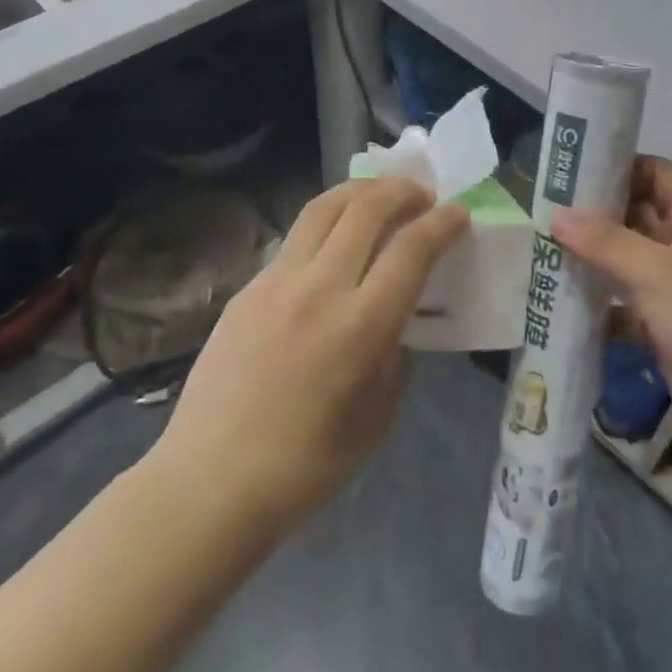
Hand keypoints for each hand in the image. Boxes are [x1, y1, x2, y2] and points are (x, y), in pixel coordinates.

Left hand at [156, 178, 468, 530]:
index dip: (442, 223)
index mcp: (361, 326)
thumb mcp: (378, 415)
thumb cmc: (308, 464)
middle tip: (421, 195)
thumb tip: (396, 320)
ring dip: (361, 191)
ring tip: (381, 196)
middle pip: (366, 209)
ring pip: (323, 208)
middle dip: (402, 190)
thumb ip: (396, 355)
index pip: (412, 249)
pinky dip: (327, 223)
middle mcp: (320, 289)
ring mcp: (277, 282)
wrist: (212, 480)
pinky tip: (335, 242)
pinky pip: (296, 238)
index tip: (458, 214)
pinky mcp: (248, 288)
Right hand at [551, 157, 671, 463]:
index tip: (572, 169)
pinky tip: (558, 308)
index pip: (658, 174)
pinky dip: (597, 309)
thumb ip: (607, 242)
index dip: (620, 166)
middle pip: (636, 218)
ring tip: (540, 253)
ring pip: (626, 266)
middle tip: (542, 211)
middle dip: (594, 215)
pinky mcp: (665, 332)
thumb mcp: (660, 273)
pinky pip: (624, 310)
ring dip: (590, 262)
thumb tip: (557, 215)